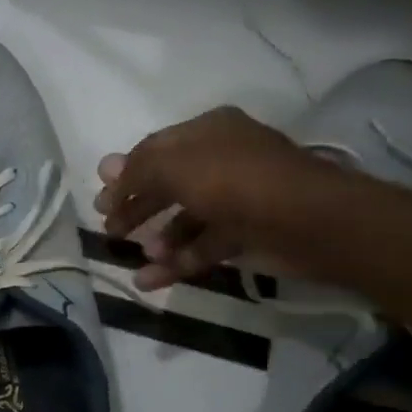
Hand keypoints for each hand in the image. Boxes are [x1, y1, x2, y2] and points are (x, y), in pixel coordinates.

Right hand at [94, 107, 311, 289]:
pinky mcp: (248, 234)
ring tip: (139, 257)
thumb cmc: (234, 181)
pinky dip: (177, 263)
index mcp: (207, 131)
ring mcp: (237, 198)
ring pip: (186, 218)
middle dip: (137, 207)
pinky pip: (203, 246)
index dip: (125, 174)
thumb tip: (105, 169)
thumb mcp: (173, 167)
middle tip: (110, 229)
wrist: (309, 221)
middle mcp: (222, 160)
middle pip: (168, 184)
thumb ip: (136, 172)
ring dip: (159, 239)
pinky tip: (149, 280)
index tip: (101, 201)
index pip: (155, 149)